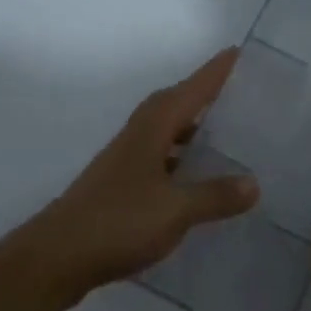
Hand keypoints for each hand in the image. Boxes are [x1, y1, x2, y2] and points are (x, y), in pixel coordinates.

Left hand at [23, 49, 257, 302]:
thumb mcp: (175, 210)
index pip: (190, 91)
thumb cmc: (118, 223)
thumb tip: (254, 183)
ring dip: (191, 129)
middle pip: (174, 105)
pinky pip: (159, 160)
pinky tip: (194, 178)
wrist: (56, 258)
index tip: (237, 52)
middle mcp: (137, 137)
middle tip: (236, 92)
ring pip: (164, 133)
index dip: (214, 73)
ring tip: (223, 134)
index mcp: (151, 130)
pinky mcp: (119, 188)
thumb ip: (215, 195)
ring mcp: (124, 163)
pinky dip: (180, 160)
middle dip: (203, 95)